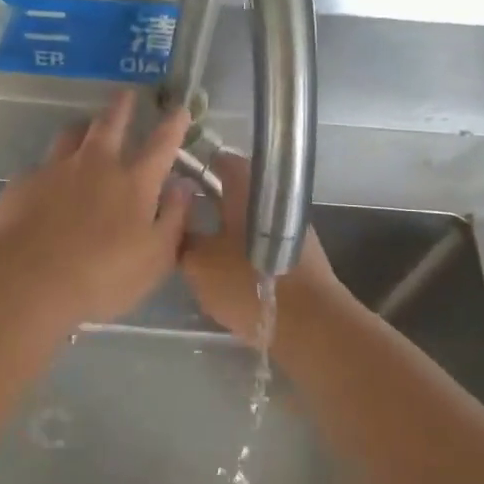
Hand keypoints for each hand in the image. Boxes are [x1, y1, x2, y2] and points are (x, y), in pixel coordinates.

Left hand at [0, 91, 194, 328]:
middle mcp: (96, 164)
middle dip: (122, 106)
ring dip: (83, 128)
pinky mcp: (24, 182)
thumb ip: (174, 218)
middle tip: (126, 93)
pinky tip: (46, 181)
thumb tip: (184, 186)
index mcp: (134, 182)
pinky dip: (50, 168)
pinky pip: (40, 165)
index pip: (161, 144)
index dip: (173, 125)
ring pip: (71, 134)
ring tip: (85, 127)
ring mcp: (56, 169)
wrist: (30, 279)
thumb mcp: (155, 258)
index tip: (179, 108)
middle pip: (111, 123)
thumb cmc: (103, 275)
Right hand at [180, 152, 341, 339]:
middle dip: (208, 199)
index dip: (194, 166)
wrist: (310, 323)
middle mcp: (273, 196)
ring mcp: (290, 224)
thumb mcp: (199, 264)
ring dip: (226, 225)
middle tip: (179, 216)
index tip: (173, 180)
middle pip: (235, 188)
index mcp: (248, 186)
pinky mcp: (298, 252)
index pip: (219, 160)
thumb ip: (183, 240)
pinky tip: (226, 265)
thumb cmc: (248, 283)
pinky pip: (262, 239)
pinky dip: (243, 245)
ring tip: (198, 244)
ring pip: (249, 216)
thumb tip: (177, 223)